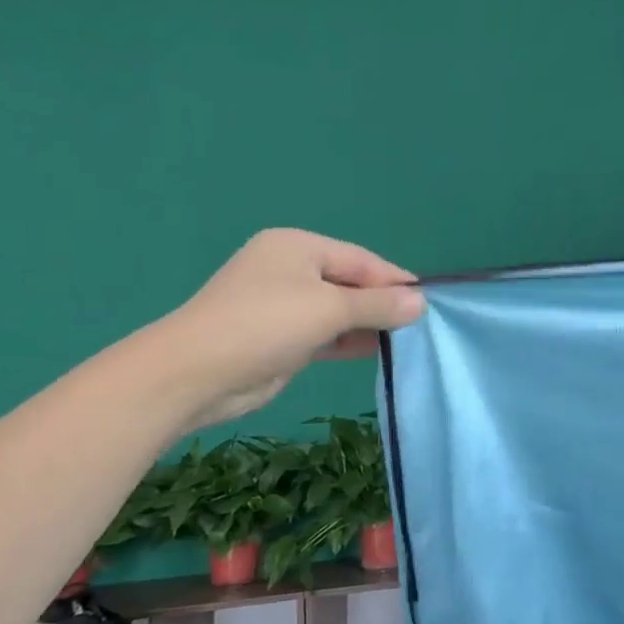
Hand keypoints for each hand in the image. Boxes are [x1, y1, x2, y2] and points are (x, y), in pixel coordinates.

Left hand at [151, 229, 424, 429]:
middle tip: (420, 324)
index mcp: (298, 247)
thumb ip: (379, 304)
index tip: (430, 301)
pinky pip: (326, 333)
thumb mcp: (330, 309)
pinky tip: (377, 351)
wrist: (193, 375)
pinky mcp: (281, 338)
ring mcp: (283, 305)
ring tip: (406, 340)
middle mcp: (290, 270)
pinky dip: (349, 340)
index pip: (361, 260)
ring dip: (368, 324)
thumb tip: (422, 302)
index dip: (396, 280)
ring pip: (339, 310)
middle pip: (351, 283)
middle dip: (383, 303)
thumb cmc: (265, 325)